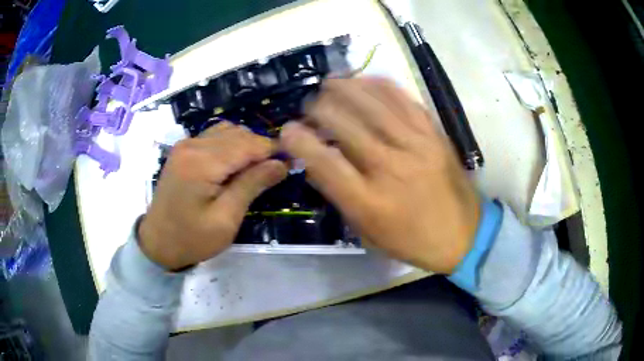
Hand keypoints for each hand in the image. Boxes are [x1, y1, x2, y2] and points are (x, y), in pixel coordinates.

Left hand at [139, 122, 287, 269]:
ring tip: (255, 169)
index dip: (273, 150)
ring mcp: (185, 144)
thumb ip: (252, 185)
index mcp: (202, 163)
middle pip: (238, 133)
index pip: (247, 144)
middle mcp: (192, 145)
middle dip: (260, 148)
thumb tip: (281, 164)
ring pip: (227, 131)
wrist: (157, 243)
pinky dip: (230, 144)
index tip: (291, 162)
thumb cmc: (192, 239)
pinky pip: (214, 136)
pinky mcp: (183, 150)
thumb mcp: (226, 219)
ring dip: (246, 145)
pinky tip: (234, 164)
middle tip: (275, 171)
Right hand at [280, 78, 480, 273]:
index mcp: (369, 201)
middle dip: (318, 109)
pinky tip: (365, 79)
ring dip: (345, 89)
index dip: (299, 141)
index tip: (287, 130)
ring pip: (374, 105)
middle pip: (345, 124)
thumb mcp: (368, 233)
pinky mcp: (435, 135)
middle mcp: (391, 168)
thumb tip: (318, 163)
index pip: (324, 162)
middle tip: (309, 105)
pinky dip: (381, 85)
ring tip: (329, 83)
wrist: (464, 235)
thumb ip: (342, 197)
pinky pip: (405, 100)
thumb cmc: (413, 241)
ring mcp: (417, 146)